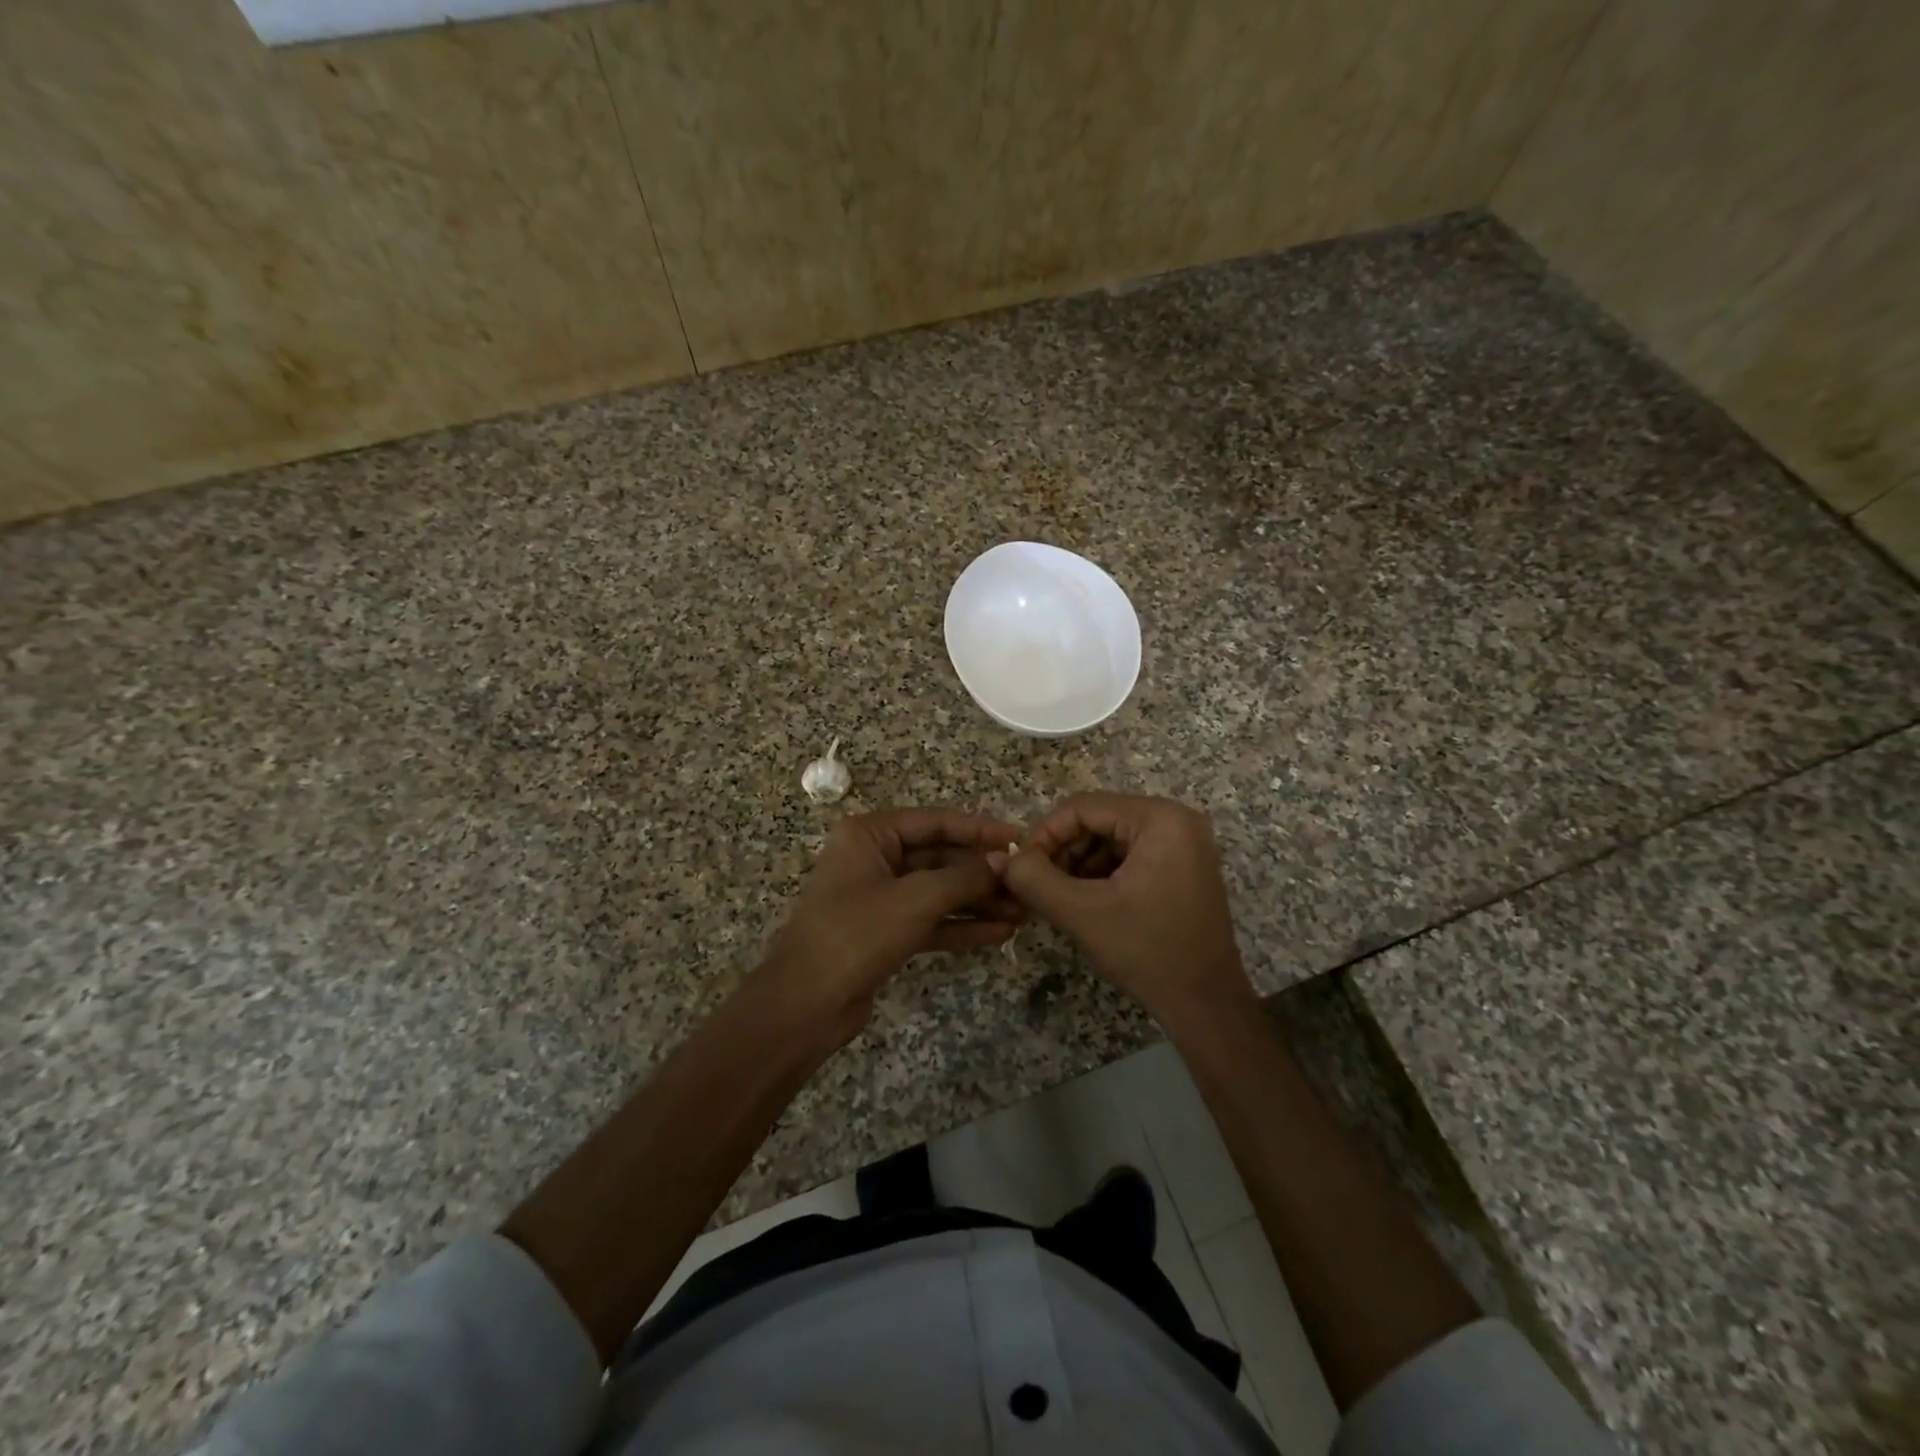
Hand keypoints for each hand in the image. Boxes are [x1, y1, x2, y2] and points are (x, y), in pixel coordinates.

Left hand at [761, 807, 1023, 1044]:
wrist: (805, 1004)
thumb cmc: (856, 934)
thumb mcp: (916, 899)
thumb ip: (964, 877)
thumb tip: (1007, 861)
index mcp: (870, 834)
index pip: (936, 822)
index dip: (980, 830)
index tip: (1022, 839)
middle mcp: (874, 858)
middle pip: (940, 857)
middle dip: (983, 873)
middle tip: (1028, 884)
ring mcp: (880, 896)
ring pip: (939, 891)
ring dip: (978, 902)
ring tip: (1023, 912)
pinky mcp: (886, 931)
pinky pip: (931, 919)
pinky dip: (962, 926)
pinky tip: (1000, 933)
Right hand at [1004, 794, 1255, 1027]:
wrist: (1206, 1005)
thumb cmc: (1147, 952)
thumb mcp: (1082, 913)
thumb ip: (1035, 879)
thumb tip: (1004, 858)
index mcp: (1161, 819)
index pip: (1083, 807)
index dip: (1044, 833)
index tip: (1019, 866)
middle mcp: (1177, 820)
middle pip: (1098, 820)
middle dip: (1062, 851)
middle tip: (1035, 884)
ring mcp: (1184, 843)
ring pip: (1110, 839)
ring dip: (1078, 864)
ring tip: (1055, 897)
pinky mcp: (1182, 866)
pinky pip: (1129, 856)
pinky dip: (1101, 874)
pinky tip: (1082, 902)